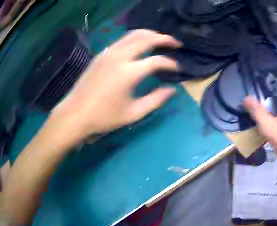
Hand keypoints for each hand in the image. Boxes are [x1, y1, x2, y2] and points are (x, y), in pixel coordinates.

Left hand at [49, 30, 181, 144]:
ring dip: (151, 34)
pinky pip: (123, 39)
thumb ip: (154, 101)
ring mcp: (110, 52)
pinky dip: (136, 37)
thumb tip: (171, 90)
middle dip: (165, 38)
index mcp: (129, 73)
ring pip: (135, 34)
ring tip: (160, 38)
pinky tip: (139, 44)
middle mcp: (121, 56)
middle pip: (148, 38)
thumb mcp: (132, 114)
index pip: (157, 61)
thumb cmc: (103, 117)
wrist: (75, 114)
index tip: (177, 68)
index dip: (170, 63)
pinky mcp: (103, 53)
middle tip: (175, 43)